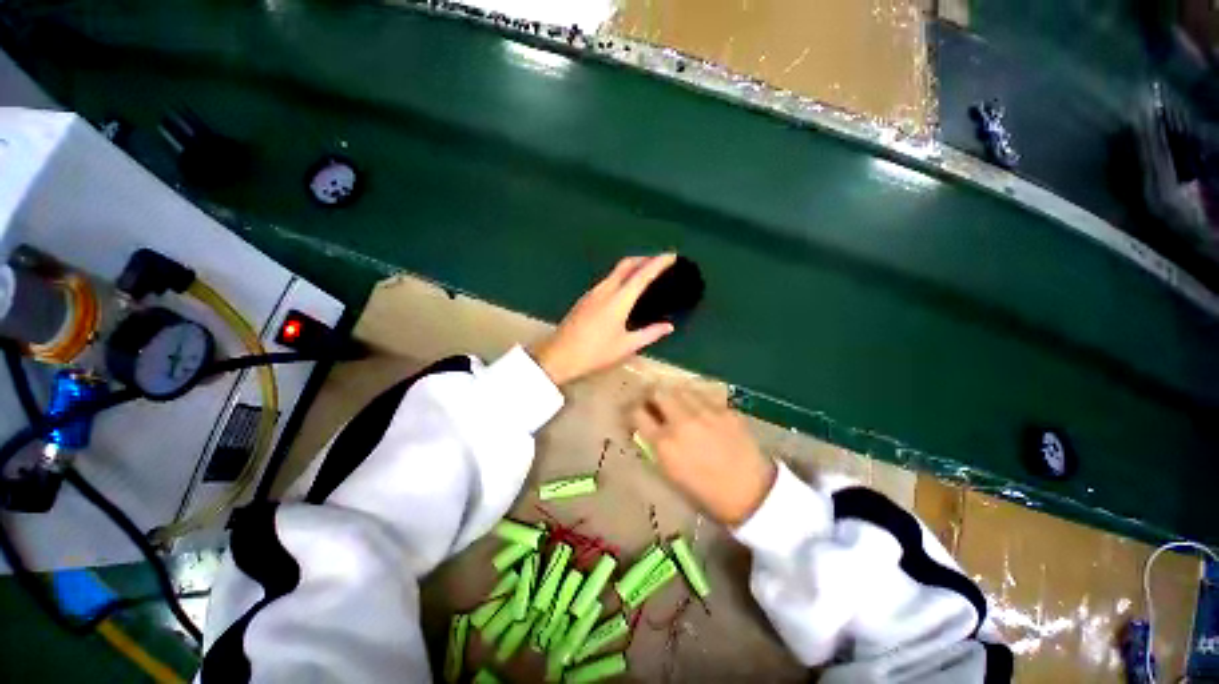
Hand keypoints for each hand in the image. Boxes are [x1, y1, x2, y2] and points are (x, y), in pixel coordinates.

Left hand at [530, 254, 677, 385]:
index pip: (642, 274)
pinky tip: (624, 288)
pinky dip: (621, 276)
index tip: (671, 256)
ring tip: (645, 273)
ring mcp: (592, 292)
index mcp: (619, 299)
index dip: (658, 263)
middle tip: (659, 261)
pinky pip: (607, 280)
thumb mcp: (626, 346)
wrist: (559, 356)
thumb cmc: (595, 353)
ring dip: (632, 266)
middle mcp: (605, 289)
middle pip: (626, 264)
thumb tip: (668, 327)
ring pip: (615, 271)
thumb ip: (650, 334)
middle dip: (644, 258)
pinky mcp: (585, 298)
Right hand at [631, 386, 776, 525]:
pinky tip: (701, 409)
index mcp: (664, 444)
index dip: (633, 410)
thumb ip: (656, 448)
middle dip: (652, 395)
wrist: (751, 495)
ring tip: (677, 402)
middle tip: (655, 402)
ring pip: (680, 388)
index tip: (636, 412)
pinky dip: (696, 399)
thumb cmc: (706, 494)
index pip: (637, 413)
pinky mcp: (725, 409)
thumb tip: (646, 429)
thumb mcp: (671, 475)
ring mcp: (705, 412)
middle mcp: (681, 422)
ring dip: (674, 394)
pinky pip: (703, 395)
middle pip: (658, 391)